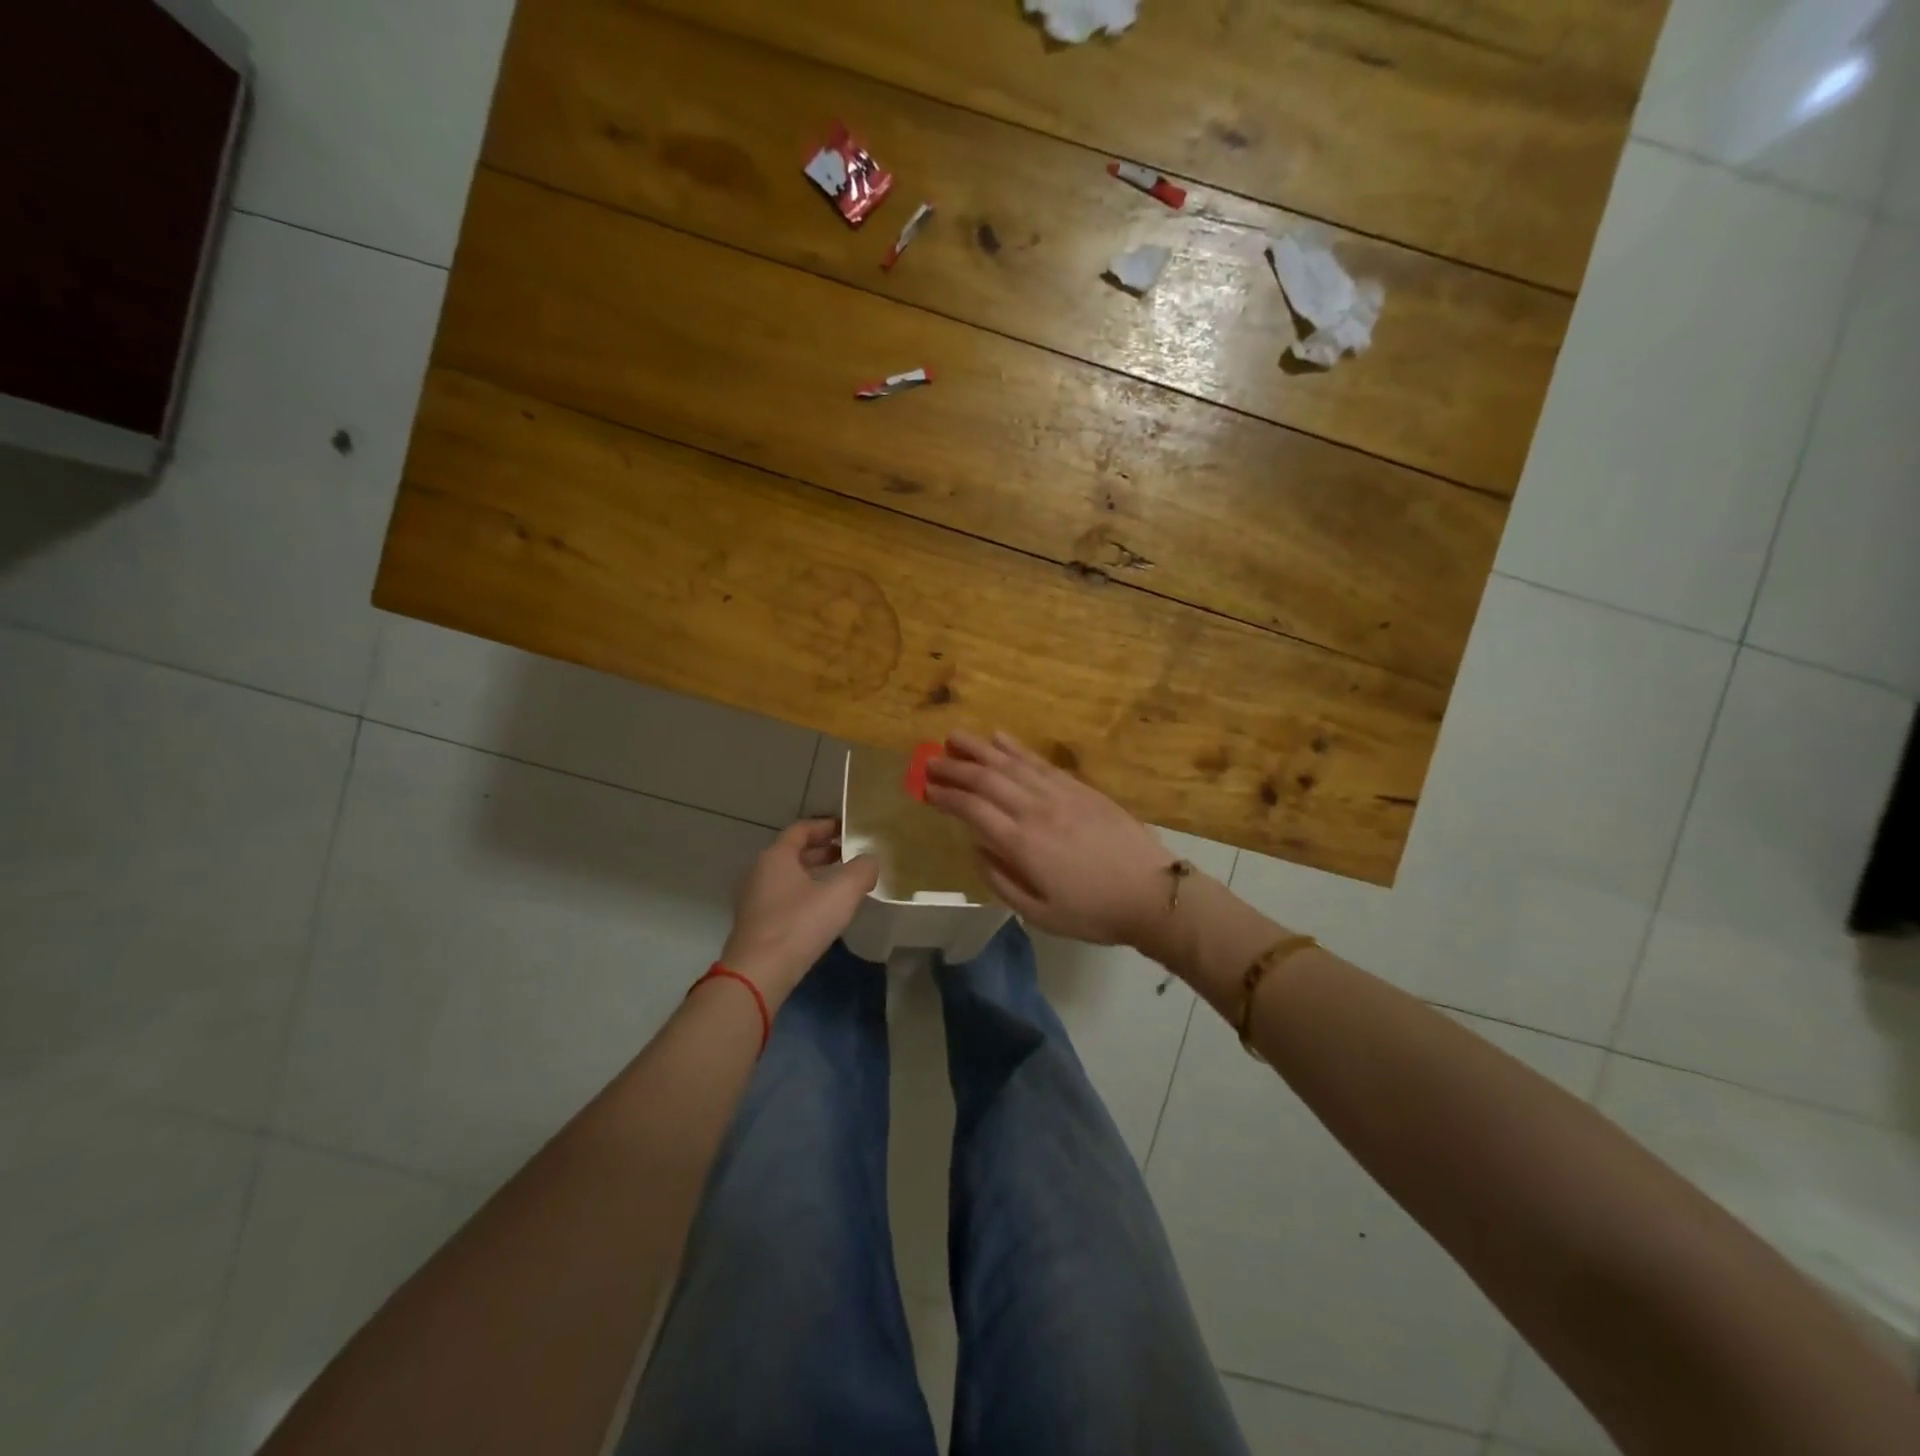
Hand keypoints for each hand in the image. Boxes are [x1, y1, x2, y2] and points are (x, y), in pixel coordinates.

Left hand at [720, 820, 878, 1005]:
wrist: (759, 973)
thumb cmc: (799, 924)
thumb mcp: (841, 893)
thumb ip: (862, 870)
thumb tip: (871, 860)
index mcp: (776, 856)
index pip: (801, 829)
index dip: (826, 826)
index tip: (848, 828)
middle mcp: (760, 872)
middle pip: (794, 852)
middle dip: (823, 850)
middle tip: (850, 853)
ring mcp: (755, 899)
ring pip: (789, 877)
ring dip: (814, 874)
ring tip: (842, 881)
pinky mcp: (756, 924)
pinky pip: (784, 898)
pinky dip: (805, 894)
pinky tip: (824, 910)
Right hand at [924, 730, 1170, 945]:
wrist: (1151, 893)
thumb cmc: (1093, 912)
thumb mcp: (1040, 913)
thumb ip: (1002, 881)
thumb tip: (977, 849)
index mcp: (1022, 844)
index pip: (972, 810)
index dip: (946, 796)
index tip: (926, 788)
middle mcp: (1035, 810)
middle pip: (986, 780)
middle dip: (954, 768)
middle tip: (929, 760)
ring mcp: (1059, 794)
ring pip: (1010, 764)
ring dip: (979, 749)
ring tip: (955, 738)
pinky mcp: (1079, 788)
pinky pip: (1040, 762)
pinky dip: (1016, 748)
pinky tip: (1000, 739)